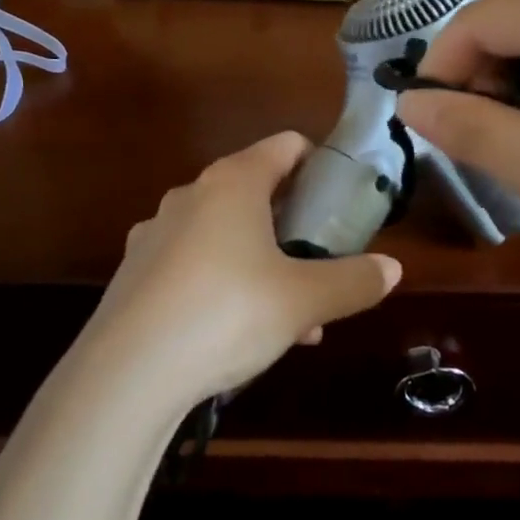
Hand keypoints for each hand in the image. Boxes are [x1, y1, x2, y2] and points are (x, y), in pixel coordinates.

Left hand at [82, 132, 402, 405]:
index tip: (341, 198)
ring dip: (263, 263)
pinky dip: (224, 285)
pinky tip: (241, 335)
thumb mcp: (304, 300)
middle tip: (321, 264)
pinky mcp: (135, 273)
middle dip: (293, 226)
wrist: (127, 373)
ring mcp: (156, 233)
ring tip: (293, 317)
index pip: (285, 147)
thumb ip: (353, 281)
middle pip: (255, 192)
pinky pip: (194, 265)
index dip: (318, 163)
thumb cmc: (228, 313)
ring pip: (225, 235)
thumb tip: (391, 269)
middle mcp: (191, 195)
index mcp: (233, 182)